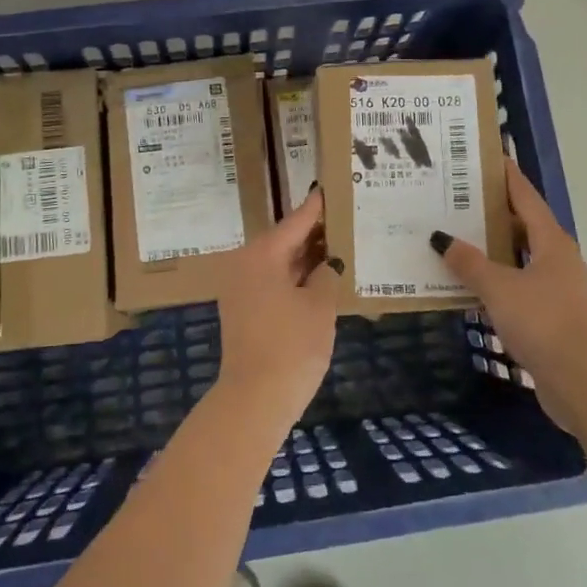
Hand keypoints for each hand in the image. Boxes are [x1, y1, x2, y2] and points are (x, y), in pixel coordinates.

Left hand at [214, 188, 341, 428]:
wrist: (255, 399)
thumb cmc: (292, 345)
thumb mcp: (320, 305)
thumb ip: (327, 274)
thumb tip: (327, 263)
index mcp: (262, 253)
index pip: (297, 220)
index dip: (319, 206)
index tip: (333, 186)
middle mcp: (245, 263)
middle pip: (285, 239)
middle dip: (315, 233)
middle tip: (345, 218)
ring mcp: (240, 288)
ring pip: (279, 261)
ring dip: (306, 257)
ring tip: (339, 245)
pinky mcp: (243, 310)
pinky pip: (272, 280)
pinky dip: (295, 276)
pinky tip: (320, 278)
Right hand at [432, 162, 586, 430]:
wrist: (580, 380)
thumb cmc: (542, 321)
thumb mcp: (498, 287)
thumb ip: (469, 262)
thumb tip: (441, 238)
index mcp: (552, 242)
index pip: (526, 198)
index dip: (507, 177)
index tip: (490, 157)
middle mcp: (558, 259)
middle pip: (524, 225)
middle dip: (494, 211)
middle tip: (460, 198)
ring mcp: (558, 288)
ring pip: (521, 256)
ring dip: (494, 247)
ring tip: (459, 237)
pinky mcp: (553, 314)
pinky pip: (519, 284)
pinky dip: (498, 277)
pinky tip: (473, 283)